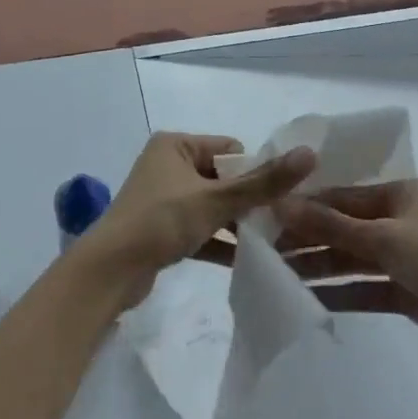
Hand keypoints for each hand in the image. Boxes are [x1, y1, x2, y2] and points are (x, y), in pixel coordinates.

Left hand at [84, 132, 314, 306]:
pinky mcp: (161, 229)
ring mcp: (164, 198)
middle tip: (277, 222)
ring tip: (269, 242)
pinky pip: (200, 228)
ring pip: (212, 205)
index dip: (254, 172)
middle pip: (223, 178)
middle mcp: (168, 164)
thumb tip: (309, 153)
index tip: (276, 197)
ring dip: (235, 223)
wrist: (108, 274)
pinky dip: (219, 241)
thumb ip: (263, 182)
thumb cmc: (160, 222)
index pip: (230, 149)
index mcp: (176, 144)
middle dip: (247, 200)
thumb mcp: (216, 200)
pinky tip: (247, 260)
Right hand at [276, 179, 417, 356]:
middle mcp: (399, 219)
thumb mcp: (384, 236)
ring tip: (278, 272)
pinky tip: (308, 297)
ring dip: (320, 265)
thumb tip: (282, 204)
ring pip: (352, 257)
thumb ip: (331, 225)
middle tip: (266, 247)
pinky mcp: (406, 291)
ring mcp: (403, 256)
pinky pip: (365, 287)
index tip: (269, 214)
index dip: (307, 205)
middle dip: (309, 237)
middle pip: (344, 226)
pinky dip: (340, 291)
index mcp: (400, 193)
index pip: (343, 195)